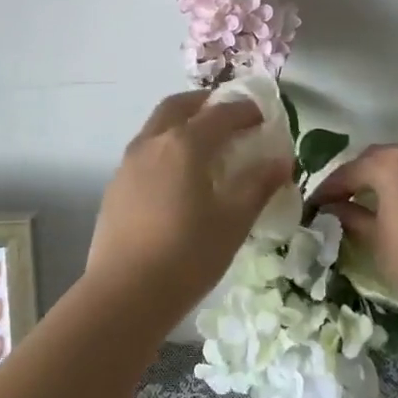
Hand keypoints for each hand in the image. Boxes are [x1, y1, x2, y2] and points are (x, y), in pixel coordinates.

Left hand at [84, 91, 293, 318]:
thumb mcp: (234, 221)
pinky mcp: (116, 186)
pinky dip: (166, 146)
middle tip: (228, 115)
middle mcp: (153, 142)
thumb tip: (281, 161)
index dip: (244, 110)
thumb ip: (258, 185)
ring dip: (182, 122)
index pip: (220, 113)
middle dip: (206, 103)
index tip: (262, 116)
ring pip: (157, 126)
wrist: (124, 294)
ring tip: (205, 144)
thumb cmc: (187, 255)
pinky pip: (145, 150)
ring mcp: (129, 163)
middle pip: (179, 105)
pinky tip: (178, 176)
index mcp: (185, 143)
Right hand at [313, 137, 397, 331]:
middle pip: (382, 159)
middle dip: (364, 177)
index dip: (329, 190)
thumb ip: (351, 217)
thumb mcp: (376, 241)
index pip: (349, 172)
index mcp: (389, 164)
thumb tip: (334, 208)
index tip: (315, 205)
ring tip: (395, 193)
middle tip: (349, 200)